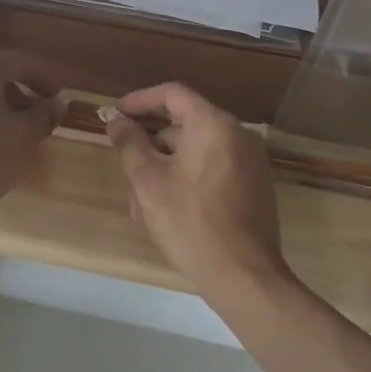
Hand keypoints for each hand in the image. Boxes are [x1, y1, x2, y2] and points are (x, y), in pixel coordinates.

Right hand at [107, 82, 289, 301]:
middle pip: (183, 127)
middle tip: (125, 169)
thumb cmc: (190, 221)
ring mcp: (250, 163)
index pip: (172, 94)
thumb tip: (117, 121)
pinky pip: (212, 172)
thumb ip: (130, 143)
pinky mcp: (254, 189)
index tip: (116, 114)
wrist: (244, 277)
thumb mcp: (148, 180)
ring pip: (194, 154)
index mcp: (214, 125)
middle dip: (149, 148)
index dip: (140, 100)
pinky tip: (166, 214)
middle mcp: (238, 136)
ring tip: (140, 207)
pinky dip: (186, 182)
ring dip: (164, 171)